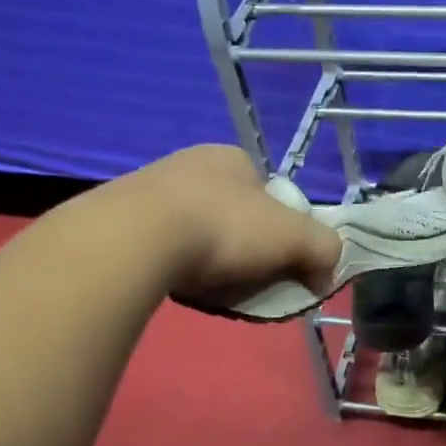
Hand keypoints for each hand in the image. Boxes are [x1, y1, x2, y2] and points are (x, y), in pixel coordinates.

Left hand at [124, 145, 340, 309]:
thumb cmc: (226, 227)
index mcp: (234, 158)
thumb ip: (324, 250)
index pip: (271, 195)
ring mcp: (151, 187)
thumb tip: (326, 276)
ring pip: (197, 230)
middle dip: (245, 247)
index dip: (282, 230)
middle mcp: (192, 163)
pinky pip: (162, 245)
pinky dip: (176, 265)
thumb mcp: (295, 238)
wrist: (136, 238)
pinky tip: (177, 283)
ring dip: (209, 257)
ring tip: (211, 287)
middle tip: (247, 280)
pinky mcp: (120, 217)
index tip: (279, 262)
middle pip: (235, 213)